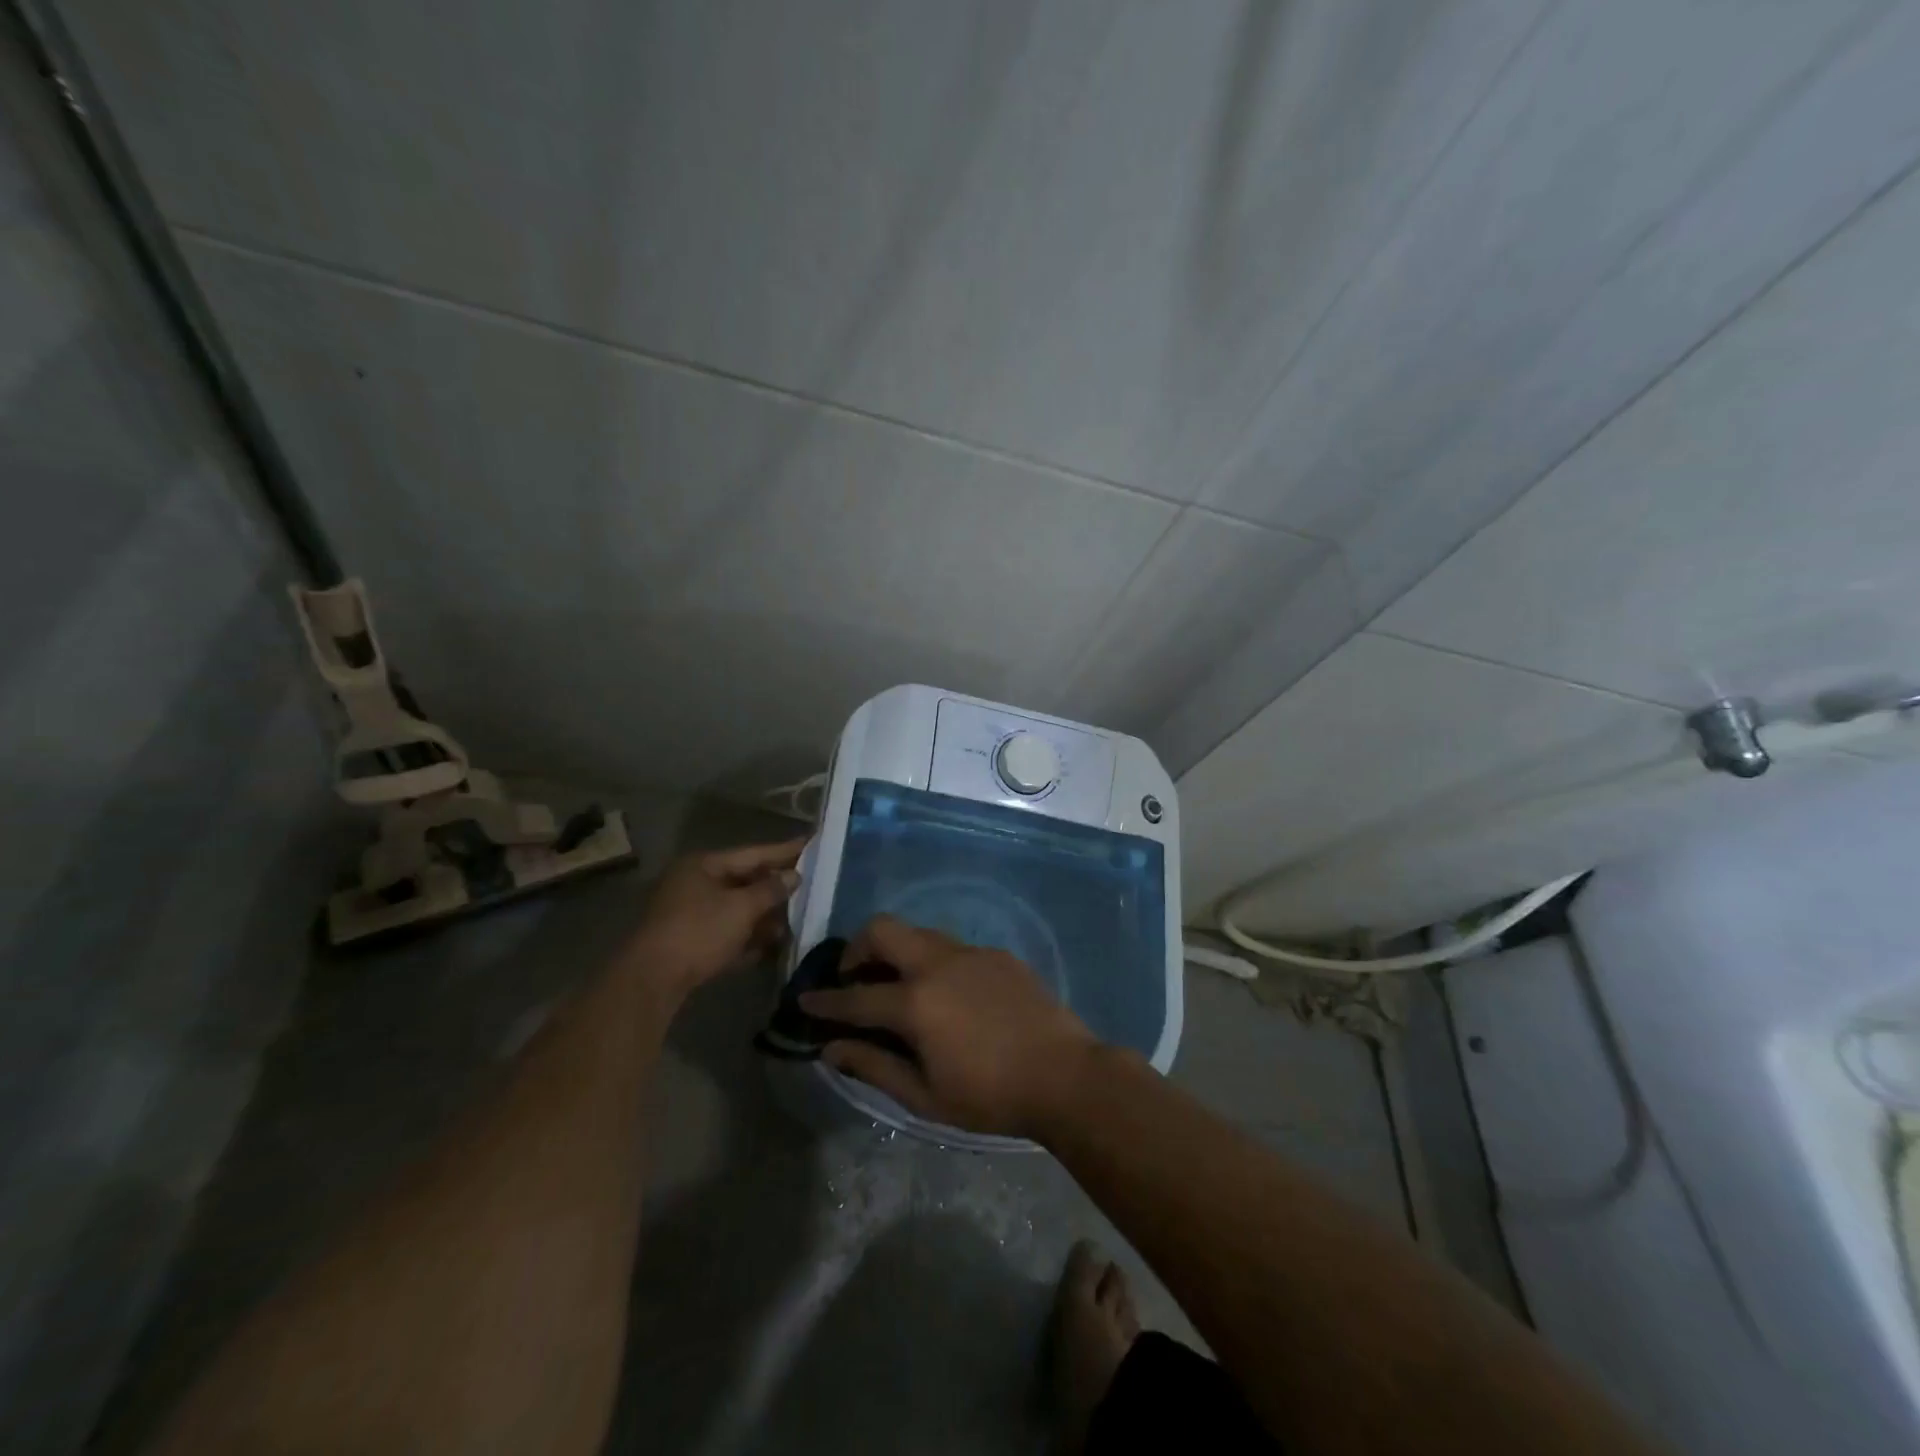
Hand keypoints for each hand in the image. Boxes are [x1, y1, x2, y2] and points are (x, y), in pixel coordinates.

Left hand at [624, 839, 804, 998]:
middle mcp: (694, 884)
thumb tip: (794, 876)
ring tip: (795, 921)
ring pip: (736, 910)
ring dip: (764, 917)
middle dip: (775, 888)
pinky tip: (771, 946)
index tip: (811, 845)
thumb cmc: (699, 931)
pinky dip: (747, 938)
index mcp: (703, 866)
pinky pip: (726, 934)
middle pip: (744, 881)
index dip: (784, 851)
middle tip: (809, 886)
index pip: (752, 853)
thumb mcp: (741, 907)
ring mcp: (689, 915)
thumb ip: (771, 890)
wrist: (652, 980)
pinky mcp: (689, 943)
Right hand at [799, 915, 1096, 1137]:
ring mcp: (970, 953)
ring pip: (919, 933)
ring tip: (898, 985)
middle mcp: (938, 964)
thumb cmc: (990, 1097)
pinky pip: (953, 947)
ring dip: (897, 951)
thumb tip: (831, 1048)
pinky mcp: (997, 954)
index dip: (824, 1000)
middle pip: (883, 930)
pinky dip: (934, 962)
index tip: (804, 1000)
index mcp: (916, 1002)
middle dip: (857, 948)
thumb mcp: (925, 1096)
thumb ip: (874, 1066)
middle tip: (854, 977)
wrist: (1065, 1076)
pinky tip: (949, 995)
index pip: (855, 996)